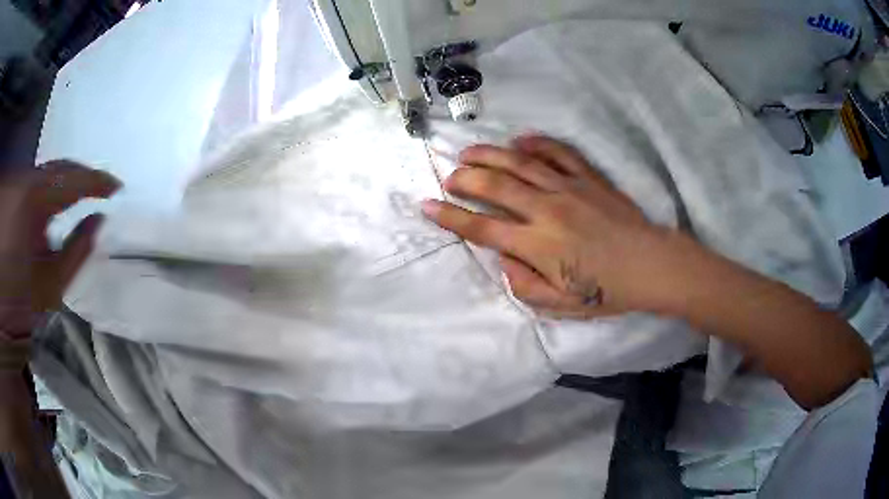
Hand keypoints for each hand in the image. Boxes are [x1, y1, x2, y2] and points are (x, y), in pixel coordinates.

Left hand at [0, 161, 119, 368]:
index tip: (118, 188)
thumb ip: (75, 254)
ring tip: (83, 197)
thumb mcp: (48, 286)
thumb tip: (98, 223)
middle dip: (83, 178)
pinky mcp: (15, 191)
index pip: (73, 180)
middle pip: (61, 169)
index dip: (97, 182)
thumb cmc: (18, 296)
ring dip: (67, 184)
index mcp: (35, 200)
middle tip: (102, 192)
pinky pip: (38, 182)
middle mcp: (27, 181)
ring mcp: (20, 184)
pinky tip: (56, 204)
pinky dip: (52, 189)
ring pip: (49, 174)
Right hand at [422, 135, 682, 317]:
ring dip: (490, 155)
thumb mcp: (562, 305)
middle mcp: (547, 211)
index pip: (482, 228)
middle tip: (450, 176)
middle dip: (465, 178)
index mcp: (537, 245)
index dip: (450, 216)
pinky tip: (520, 139)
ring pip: (520, 163)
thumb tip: (504, 260)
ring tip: (469, 152)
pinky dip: (537, 143)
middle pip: (495, 186)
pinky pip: (559, 153)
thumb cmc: (607, 290)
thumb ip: (524, 286)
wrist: (652, 266)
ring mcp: (569, 188)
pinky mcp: (589, 178)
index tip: (427, 205)